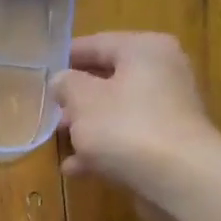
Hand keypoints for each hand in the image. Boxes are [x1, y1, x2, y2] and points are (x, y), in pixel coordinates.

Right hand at [50, 33, 220, 202]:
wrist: (178, 177)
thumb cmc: (125, 126)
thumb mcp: (83, 100)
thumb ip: (66, 85)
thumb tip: (62, 80)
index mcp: (144, 49)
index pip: (98, 43)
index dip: (67, 56)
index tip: (42, 69)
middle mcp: (162, 72)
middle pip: (109, 79)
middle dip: (77, 97)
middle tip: (49, 109)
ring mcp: (168, 110)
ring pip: (117, 111)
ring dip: (87, 126)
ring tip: (59, 141)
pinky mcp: (168, 143)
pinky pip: (128, 138)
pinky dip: (104, 149)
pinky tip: (76, 168)